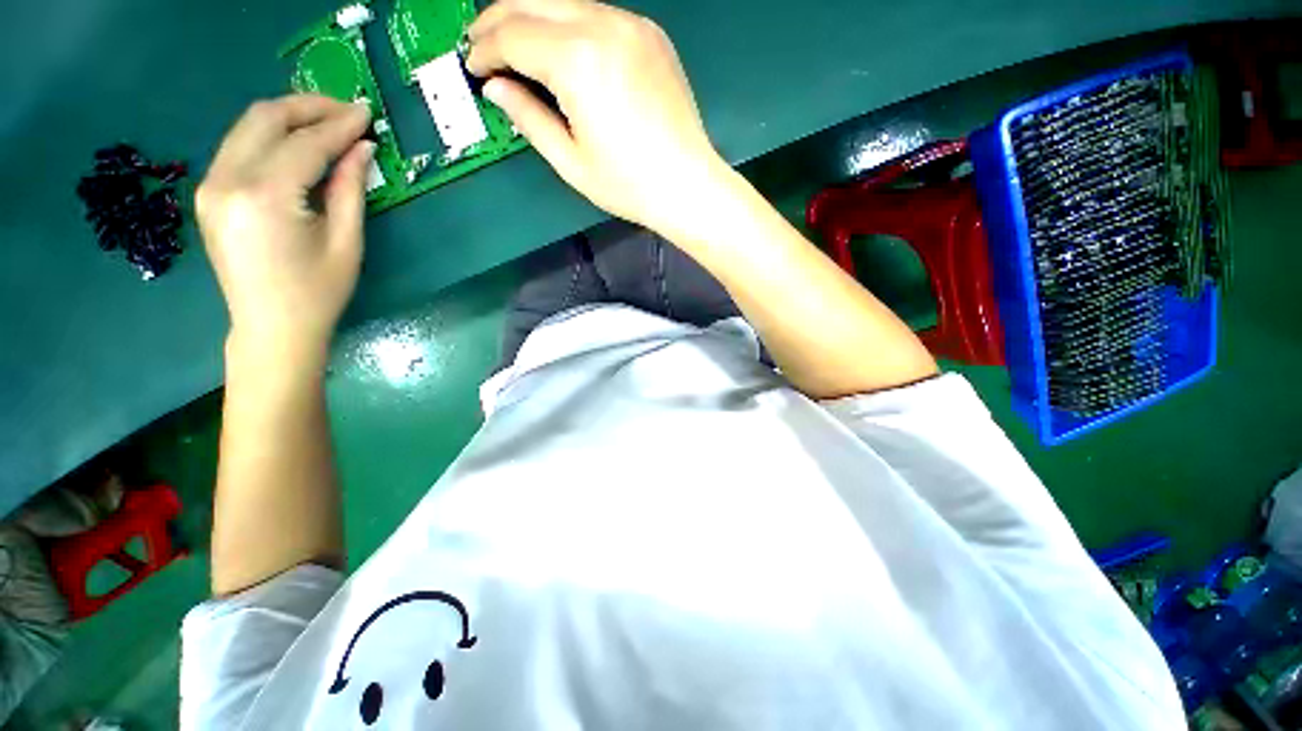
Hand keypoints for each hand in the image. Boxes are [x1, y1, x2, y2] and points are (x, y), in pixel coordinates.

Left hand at [197, 95, 373, 366]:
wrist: (271, 328)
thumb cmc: (319, 293)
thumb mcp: (347, 242)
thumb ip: (350, 189)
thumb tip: (362, 148)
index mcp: (266, 197)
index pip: (306, 143)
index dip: (340, 125)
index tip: (368, 114)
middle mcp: (227, 180)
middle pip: (265, 118)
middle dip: (309, 107)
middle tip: (347, 112)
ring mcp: (211, 185)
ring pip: (248, 126)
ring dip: (288, 117)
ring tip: (326, 123)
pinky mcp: (208, 192)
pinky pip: (239, 146)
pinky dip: (270, 136)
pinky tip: (297, 144)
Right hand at [467, 0, 727, 237]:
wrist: (688, 186)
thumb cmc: (629, 185)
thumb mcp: (571, 161)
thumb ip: (528, 117)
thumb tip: (495, 88)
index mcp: (578, 60)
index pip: (513, 36)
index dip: (484, 50)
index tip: (472, 68)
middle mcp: (603, 25)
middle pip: (533, 3)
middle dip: (498, 22)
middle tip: (481, 47)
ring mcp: (632, 24)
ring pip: (565, 2)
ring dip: (533, 19)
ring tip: (516, 47)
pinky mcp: (651, 34)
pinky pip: (597, 15)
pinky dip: (569, 25)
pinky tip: (562, 50)